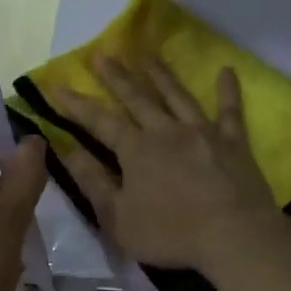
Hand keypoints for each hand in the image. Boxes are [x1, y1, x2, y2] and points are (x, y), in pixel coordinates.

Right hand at [49, 55, 277, 272]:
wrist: (234, 235)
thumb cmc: (171, 233)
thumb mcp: (118, 219)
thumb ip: (93, 183)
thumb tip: (68, 151)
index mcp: (136, 150)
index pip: (99, 121)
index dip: (76, 104)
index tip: (56, 85)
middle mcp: (166, 131)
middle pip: (137, 98)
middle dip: (116, 77)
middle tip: (102, 54)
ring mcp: (202, 132)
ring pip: (178, 96)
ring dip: (161, 75)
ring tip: (148, 56)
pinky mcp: (233, 141)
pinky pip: (230, 110)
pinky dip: (228, 90)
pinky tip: (226, 71)